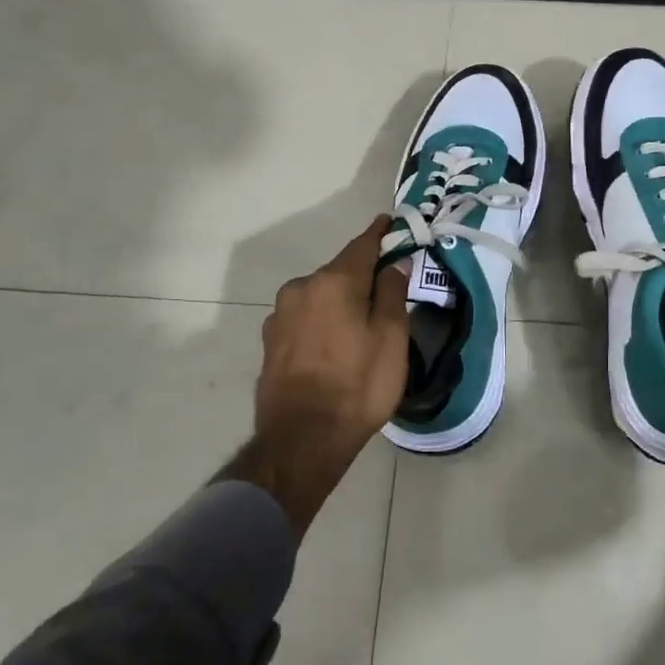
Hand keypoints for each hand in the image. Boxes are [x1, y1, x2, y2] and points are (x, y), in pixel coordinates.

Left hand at [225, 218, 409, 536]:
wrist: (302, 441)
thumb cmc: (358, 385)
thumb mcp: (392, 338)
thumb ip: (393, 293)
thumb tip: (394, 263)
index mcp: (333, 282)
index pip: (362, 245)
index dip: (380, 234)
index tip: (390, 223)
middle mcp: (301, 289)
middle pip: (340, 272)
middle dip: (363, 275)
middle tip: (387, 290)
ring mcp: (279, 316)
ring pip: (320, 296)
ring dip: (340, 301)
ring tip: (361, 324)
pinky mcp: (270, 342)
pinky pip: (305, 318)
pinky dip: (323, 320)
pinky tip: (334, 344)